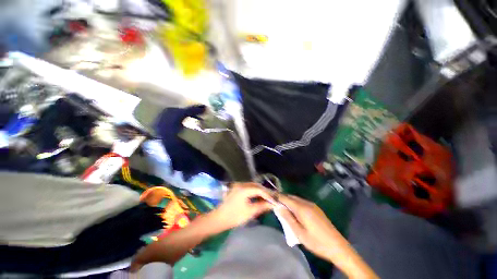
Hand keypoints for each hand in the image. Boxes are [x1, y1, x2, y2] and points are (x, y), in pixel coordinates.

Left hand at [210, 182, 274, 230]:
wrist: (219, 219)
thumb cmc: (234, 216)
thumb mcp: (250, 212)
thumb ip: (262, 206)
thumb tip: (272, 204)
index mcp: (244, 189)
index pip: (259, 189)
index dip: (268, 195)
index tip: (275, 200)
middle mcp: (241, 184)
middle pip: (256, 185)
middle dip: (265, 192)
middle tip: (272, 198)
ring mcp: (238, 185)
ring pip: (253, 186)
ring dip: (260, 191)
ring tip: (267, 198)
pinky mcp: (237, 188)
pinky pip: (248, 188)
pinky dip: (254, 191)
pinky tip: (258, 197)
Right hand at [275, 195, 342, 259]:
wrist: (338, 247)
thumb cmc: (317, 242)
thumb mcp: (299, 233)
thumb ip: (288, 218)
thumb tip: (278, 207)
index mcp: (302, 208)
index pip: (286, 198)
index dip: (277, 197)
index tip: (270, 198)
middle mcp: (307, 203)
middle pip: (291, 197)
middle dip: (283, 199)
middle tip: (276, 206)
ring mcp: (312, 205)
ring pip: (296, 199)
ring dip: (289, 202)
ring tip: (284, 210)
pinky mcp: (316, 209)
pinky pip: (302, 202)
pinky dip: (295, 204)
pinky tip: (294, 213)